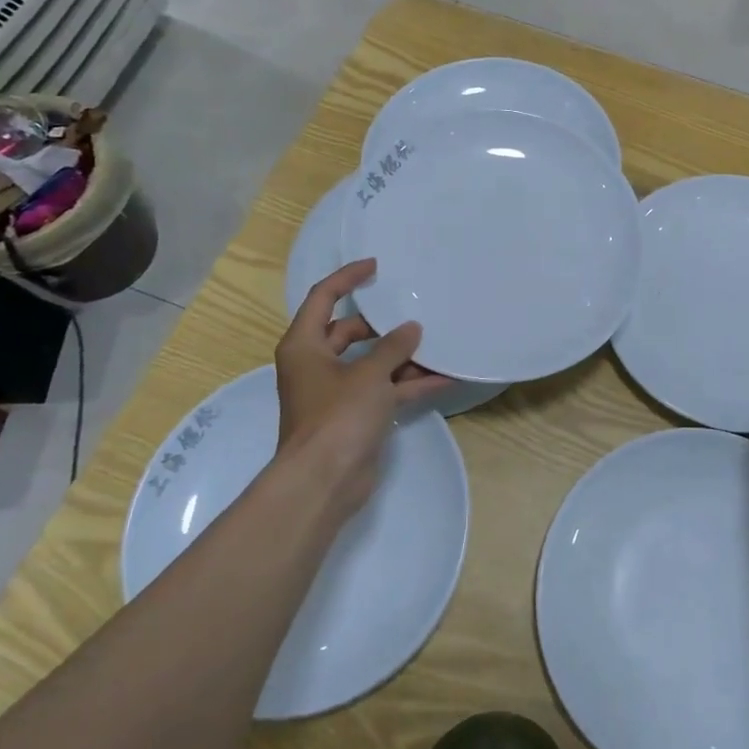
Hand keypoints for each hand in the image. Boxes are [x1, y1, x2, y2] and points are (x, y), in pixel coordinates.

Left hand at [273, 259, 452, 518]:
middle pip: (350, 331)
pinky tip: (444, 379)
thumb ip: (393, 348)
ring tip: (437, 345)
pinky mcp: (355, 414)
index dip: (348, 278)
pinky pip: (384, 389)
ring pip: (372, 362)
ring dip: (402, 356)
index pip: (324, 298)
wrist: (324, 482)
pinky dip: (409, 384)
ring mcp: (336, 391)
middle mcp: (316, 364)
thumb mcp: (368, 375)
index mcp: (305, 345)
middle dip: (384, 325)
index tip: (377, 266)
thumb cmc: (337, 417)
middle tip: (415, 312)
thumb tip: (412, 329)